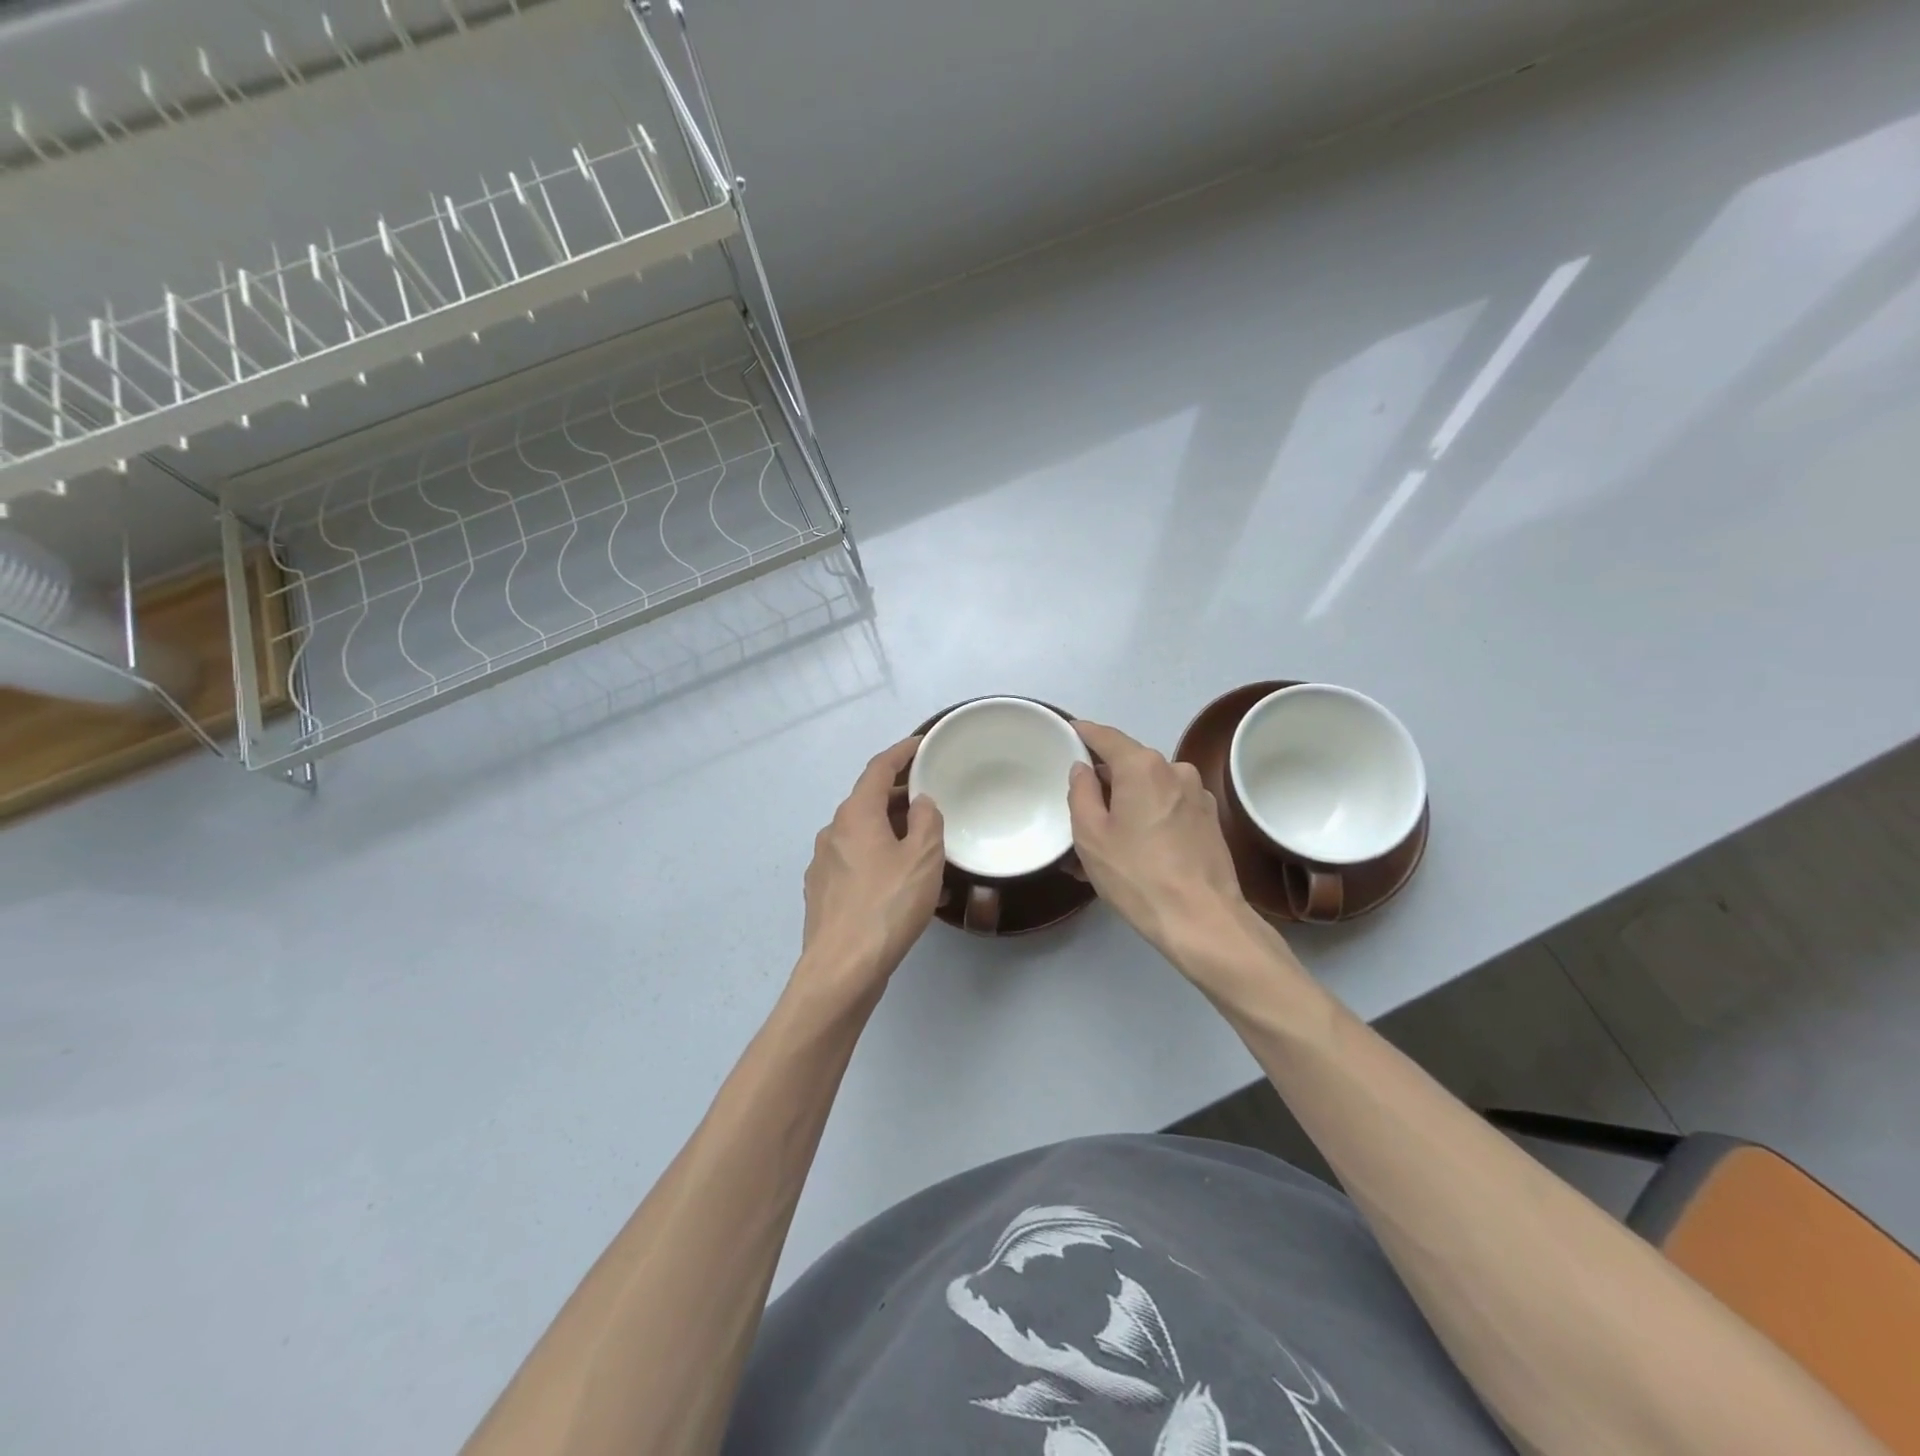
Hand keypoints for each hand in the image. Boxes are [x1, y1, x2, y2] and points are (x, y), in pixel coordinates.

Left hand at [795, 737, 945, 1006]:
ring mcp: (823, 864)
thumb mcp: (923, 858)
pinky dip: (879, 858)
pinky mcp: (823, 893)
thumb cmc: (887, 906)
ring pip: (862, 834)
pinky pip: (855, 862)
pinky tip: (900, 882)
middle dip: (899, 794)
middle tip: (931, 796)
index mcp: (855, 815)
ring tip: (923, 843)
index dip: (901, 752)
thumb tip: (920, 802)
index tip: (923, 744)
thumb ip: (927, 821)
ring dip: (890, 830)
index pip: (878, 768)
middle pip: (868, 800)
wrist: (841, 970)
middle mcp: (833, 832)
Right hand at [1068, 720, 1250, 960]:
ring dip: (1126, 804)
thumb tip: (1083, 769)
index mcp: (1143, 766)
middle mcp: (1175, 770)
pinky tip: (1134, 849)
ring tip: (1104, 839)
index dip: (1083, 733)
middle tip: (1078, 806)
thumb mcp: (1091, 835)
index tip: (1067, 733)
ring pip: (1149, 789)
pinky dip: (1148, 818)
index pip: (1106, 736)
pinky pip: (1168, 808)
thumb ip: (1081, 792)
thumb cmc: (1137, 874)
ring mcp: (1197, 795)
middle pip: (1129, 764)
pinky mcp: (1210, 820)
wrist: (1203, 920)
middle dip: (1104, 781)